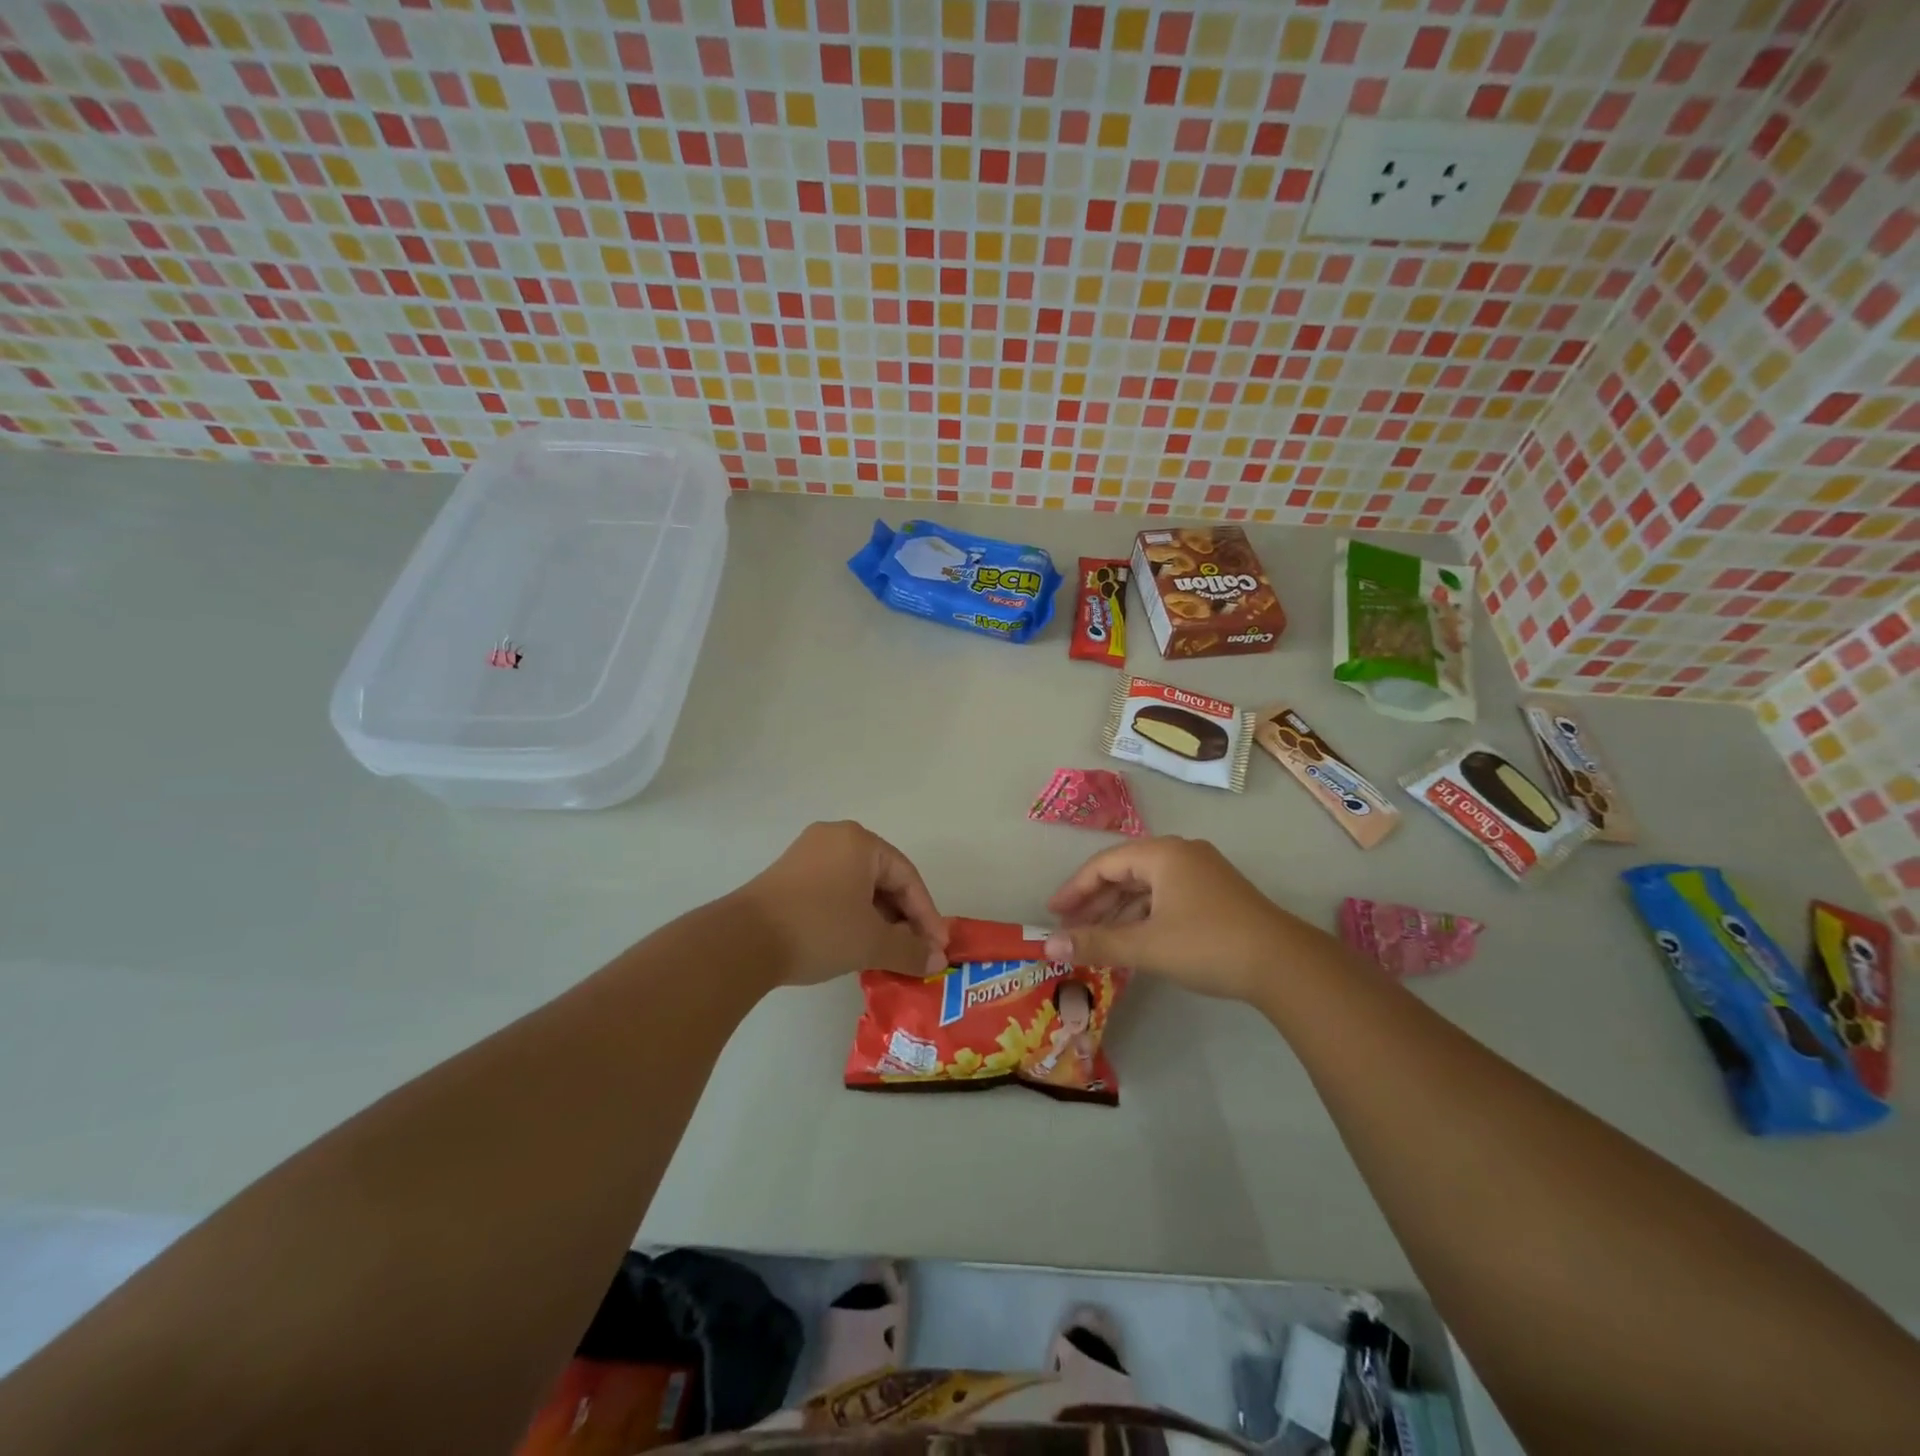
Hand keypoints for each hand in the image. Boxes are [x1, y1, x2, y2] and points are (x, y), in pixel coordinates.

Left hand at [733, 821, 948, 985]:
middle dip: (902, 918)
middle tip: (915, 951)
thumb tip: (936, 961)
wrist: (742, 941)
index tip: (938, 948)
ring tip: (887, 952)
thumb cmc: (819, 929)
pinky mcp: (787, 875)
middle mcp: (835, 837)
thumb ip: (910, 949)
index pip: (907, 877)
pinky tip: (854, 943)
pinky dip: (851, 915)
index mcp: (860, 841)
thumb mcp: (871, 942)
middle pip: (883, 878)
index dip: (927, 915)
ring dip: (877, 919)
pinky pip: (833, 890)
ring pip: (857, 886)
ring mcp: (807, 854)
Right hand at [1043, 836, 1315, 1001]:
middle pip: (1125, 872)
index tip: (1053, 914)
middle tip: (1070, 928)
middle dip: (1095, 902)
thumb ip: (1095, 943)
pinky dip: (1144, 917)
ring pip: (1147, 887)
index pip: (1104, 864)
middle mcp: (1181, 854)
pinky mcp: (1216, 894)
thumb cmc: (1207, 945)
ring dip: (1119, 912)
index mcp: (1162, 853)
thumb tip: (1048, 946)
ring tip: (1097, 940)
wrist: (1284, 965)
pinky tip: (1134, 942)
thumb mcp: (1146, 945)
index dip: (1074, 889)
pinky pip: (1166, 897)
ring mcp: (1203, 872)